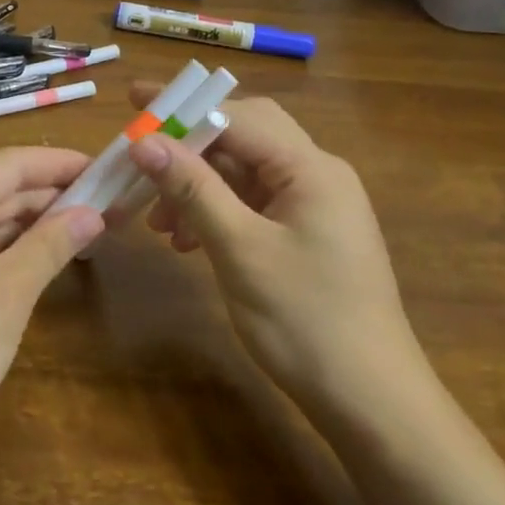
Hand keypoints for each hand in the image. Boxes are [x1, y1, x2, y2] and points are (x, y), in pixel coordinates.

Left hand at [0, 147, 104, 445]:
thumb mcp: (8, 293)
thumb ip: (50, 244)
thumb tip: (91, 213)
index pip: (9, 165)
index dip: (59, 163)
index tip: (104, 168)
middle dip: (51, 194)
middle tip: (107, 202)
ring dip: (33, 222)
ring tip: (86, 227)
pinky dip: (10, 247)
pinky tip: (43, 256)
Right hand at [123, 84, 425, 422]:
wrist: (371, 402)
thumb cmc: (305, 321)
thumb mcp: (240, 249)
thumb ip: (193, 188)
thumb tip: (144, 141)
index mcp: (310, 168)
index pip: (237, 116)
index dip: (182, 107)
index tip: (133, 102)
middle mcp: (317, 174)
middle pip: (243, 136)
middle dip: (189, 144)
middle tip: (141, 155)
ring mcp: (315, 205)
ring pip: (244, 172)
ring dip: (198, 184)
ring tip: (158, 221)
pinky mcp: (307, 233)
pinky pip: (253, 203)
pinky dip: (216, 210)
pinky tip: (188, 240)